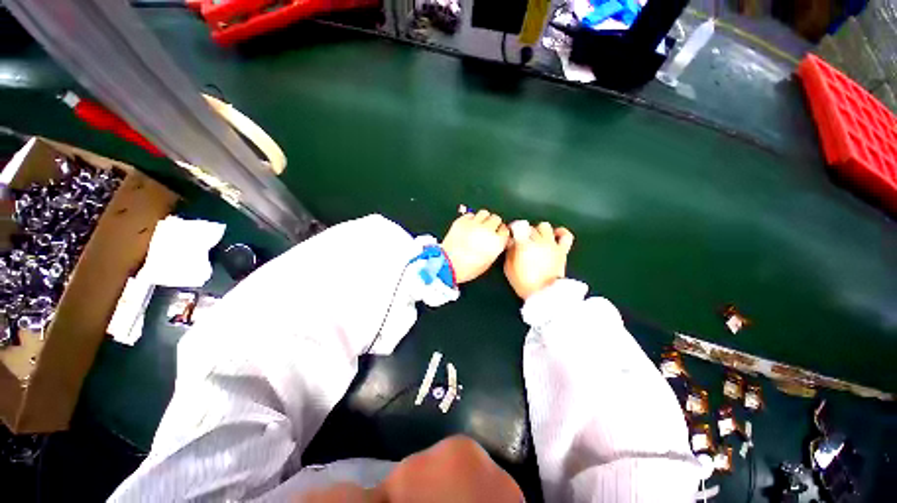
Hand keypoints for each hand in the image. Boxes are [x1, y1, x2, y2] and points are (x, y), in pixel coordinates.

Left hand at [440, 210, 509, 283]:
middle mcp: (487, 231)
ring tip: (479, 225)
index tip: (497, 233)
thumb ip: (496, 248)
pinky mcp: (462, 221)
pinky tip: (468, 226)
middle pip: (496, 218)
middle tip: (488, 229)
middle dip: (493, 223)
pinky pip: (471, 215)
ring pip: (484, 213)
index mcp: (496, 243)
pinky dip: (471, 219)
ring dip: (483, 218)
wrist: (448, 265)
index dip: (501, 232)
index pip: (505, 230)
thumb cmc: (467, 268)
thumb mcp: (488, 262)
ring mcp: (474, 224)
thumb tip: (498, 240)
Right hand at [504, 221, 573, 299]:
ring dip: (538, 231)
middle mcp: (538, 241)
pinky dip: (560, 232)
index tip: (512, 233)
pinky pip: (565, 235)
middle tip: (521, 242)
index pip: (518, 226)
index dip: (514, 228)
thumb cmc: (523, 282)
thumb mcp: (508, 268)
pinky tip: (554, 234)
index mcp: (524, 245)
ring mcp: (552, 244)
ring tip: (536, 239)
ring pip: (544, 226)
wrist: (544, 294)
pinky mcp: (562, 250)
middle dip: (524, 233)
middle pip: (530, 227)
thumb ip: (509, 252)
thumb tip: (511, 242)